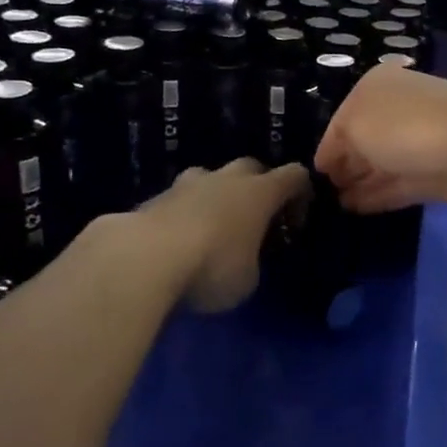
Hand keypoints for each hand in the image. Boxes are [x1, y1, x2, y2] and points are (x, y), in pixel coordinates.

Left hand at [134, 160, 309, 311]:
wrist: (144, 257)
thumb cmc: (211, 267)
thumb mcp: (248, 279)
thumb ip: (253, 260)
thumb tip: (244, 256)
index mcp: (260, 192)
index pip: (295, 175)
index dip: (301, 194)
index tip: (295, 222)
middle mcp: (227, 178)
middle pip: (252, 167)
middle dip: (258, 188)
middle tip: (255, 221)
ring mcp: (188, 183)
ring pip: (211, 178)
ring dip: (218, 196)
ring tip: (213, 227)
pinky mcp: (156, 196)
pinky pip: (180, 199)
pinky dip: (186, 213)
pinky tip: (179, 240)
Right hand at [314, 65, 446, 213]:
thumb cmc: (407, 124)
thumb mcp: (355, 124)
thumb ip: (337, 145)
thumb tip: (331, 163)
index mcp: (376, 90)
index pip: (341, 120)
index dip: (327, 147)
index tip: (313, 174)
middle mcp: (395, 113)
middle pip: (362, 142)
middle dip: (344, 165)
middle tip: (321, 193)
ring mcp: (415, 145)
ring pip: (379, 166)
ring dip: (358, 184)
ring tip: (334, 205)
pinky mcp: (432, 176)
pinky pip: (396, 187)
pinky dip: (376, 197)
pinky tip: (354, 210)